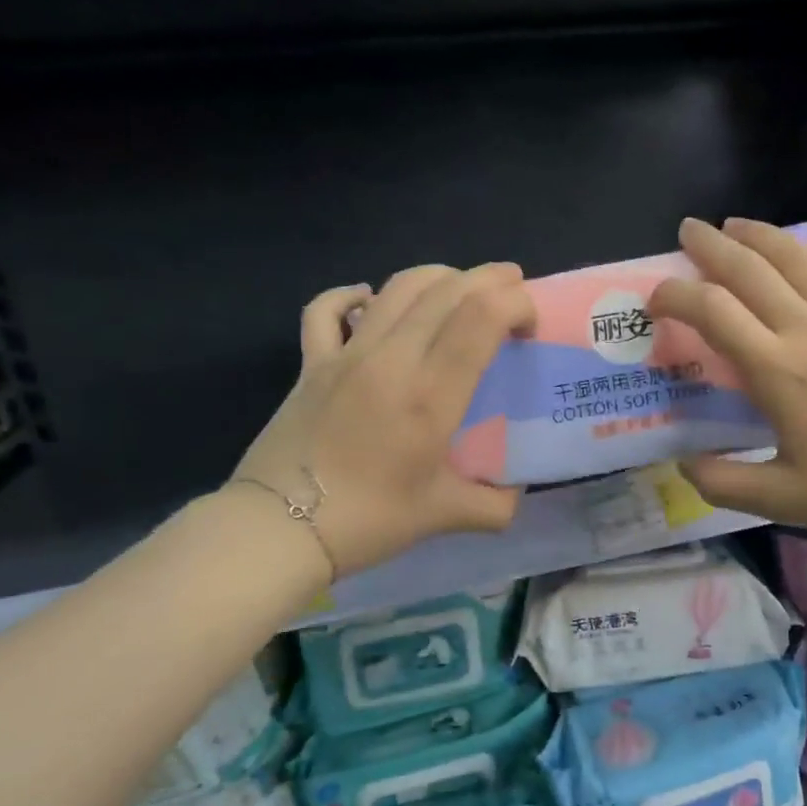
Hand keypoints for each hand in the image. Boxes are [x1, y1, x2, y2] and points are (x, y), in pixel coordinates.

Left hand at [234, 263, 536, 576]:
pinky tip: (368, 299)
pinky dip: (352, 295)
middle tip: (513, 287)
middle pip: (447, 290)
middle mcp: (391, 359)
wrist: (277, 529)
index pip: (480, 317)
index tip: (529, 324)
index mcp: (430, 395)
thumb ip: (494, 505)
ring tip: (461, 286)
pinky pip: (327, 309)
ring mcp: (346, 355)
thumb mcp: (444, 515)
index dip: (515, 303)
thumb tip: (515, 495)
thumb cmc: (368, 521)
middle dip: (490, 279)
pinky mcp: (311, 362)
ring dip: (439, 276)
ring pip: (397, 287)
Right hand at [647, 219, 806, 530]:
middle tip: (687, 229)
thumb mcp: (783, 499)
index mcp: (775, 369)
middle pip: (750, 269)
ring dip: (761, 236)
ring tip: (736, 225)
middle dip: (711, 245)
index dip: (676, 296)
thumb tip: (684, 465)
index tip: (656, 298)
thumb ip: (725, 483)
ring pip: (796, 259)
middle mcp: (806, 330)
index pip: (713, 312)